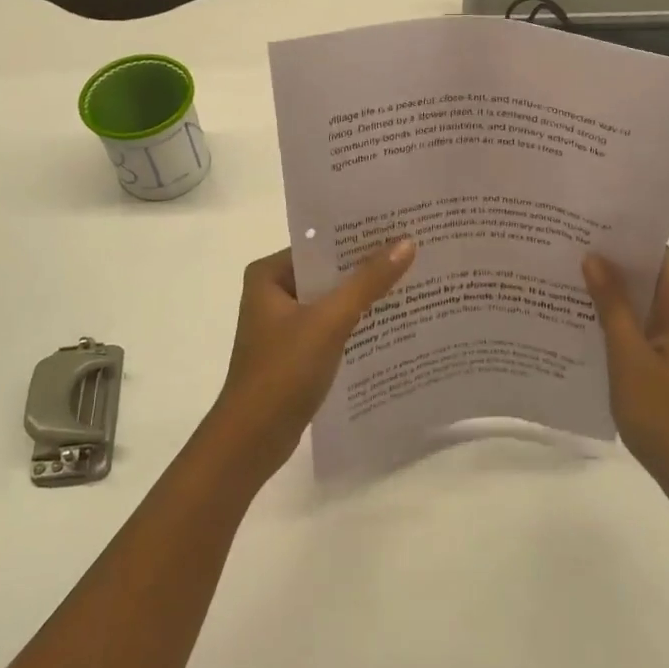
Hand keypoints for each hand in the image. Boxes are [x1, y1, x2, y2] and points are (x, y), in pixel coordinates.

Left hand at [208, 240, 416, 482]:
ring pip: (333, 300)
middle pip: (329, 271)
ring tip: (414, 280)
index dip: (360, 236)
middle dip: (367, 266)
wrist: (252, 440)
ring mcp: (284, 324)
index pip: (321, 244)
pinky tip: (392, 321)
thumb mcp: (329, 321)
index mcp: (269, 274)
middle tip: (416, 250)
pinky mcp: (296, 351)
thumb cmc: (283, 371)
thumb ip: (368, 282)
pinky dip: (357, 323)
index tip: (401, 226)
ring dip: (365, 296)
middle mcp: (273, 292)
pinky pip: (332, 326)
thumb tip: (406, 242)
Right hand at [582, 249, 668, 508]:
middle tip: (564, 249)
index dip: (622, 238)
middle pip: (652, 275)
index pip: (658, 254)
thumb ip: (613, 306)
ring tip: (565, 277)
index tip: (582, 227)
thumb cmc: (666, 416)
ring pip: (647, 301)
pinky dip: (620, 319)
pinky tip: (584, 319)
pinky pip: (647, 326)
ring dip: (613, 293)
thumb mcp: (630, 358)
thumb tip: (593, 257)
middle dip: (611, 263)